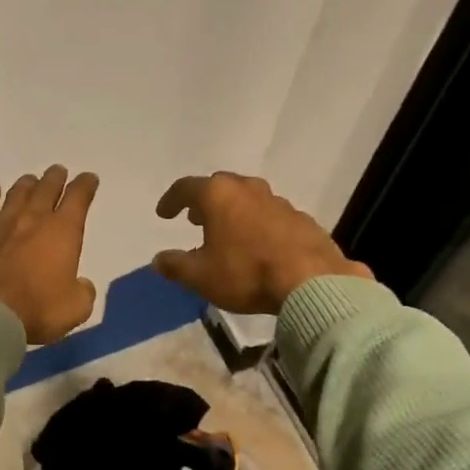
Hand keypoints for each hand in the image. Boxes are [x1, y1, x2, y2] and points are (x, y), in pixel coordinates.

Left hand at [0, 166, 98, 343]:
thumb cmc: (36, 310)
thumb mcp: (75, 309)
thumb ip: (82, 292)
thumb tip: (81, 284)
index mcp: (63, 232)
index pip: (78, 199)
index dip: (85, 186)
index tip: (89, 179)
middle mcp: (33, 219)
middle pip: (46, 189)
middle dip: (55, 179)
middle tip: (58, 172)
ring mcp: (1, 224)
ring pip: (17, 194)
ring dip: (27, 185)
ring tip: (31, 180)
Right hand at [152, 172, 370, 313]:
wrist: (311, 281)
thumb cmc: (246, 274)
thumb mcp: (200, 276)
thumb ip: (175, 266)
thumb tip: (158, 260)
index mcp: (219, 195)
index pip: (186, 188)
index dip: (171, 200)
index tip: (163, 213)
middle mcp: (249, 189)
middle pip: (220, 187)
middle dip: (204, 201)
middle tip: (194, 218)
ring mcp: (279, 202)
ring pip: (248, 199)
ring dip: (233, 212)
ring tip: (225, 232)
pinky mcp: (302, 219)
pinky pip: (270, 216)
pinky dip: (257, 225)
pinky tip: (257, 246)